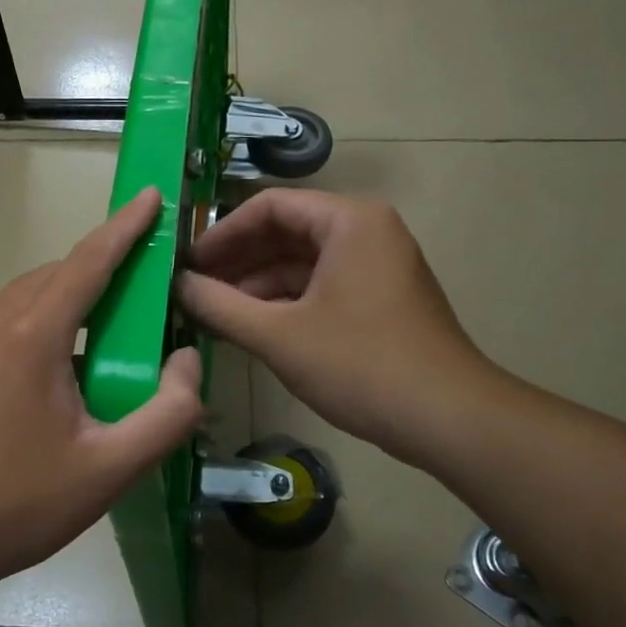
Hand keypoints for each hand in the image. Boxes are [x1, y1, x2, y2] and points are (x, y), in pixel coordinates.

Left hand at [0, 188, 203, 587]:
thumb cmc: (15, 505)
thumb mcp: (109, 470)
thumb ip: (168, 413)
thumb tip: (188, 362)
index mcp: (30, 334)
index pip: (89, 261)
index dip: (126, 226)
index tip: (152, 196)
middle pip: (57, 277)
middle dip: (102, 274)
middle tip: (141, 301)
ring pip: (26, 299)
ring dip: (68, 306)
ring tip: (98, 348)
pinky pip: (1, 324)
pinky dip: (36, 327)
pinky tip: (48, 378)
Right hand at [175, 190, 499, 464]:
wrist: (448, 419)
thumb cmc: (360, 365)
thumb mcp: (278, 335)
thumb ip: (219, 306)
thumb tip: (177, 284)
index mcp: (349, 220)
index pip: (269, 206)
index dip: (222, 233)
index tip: (188, 262)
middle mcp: (366, 230)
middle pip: (286, 232)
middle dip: (238, 261)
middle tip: (193, 287)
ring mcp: (377, 264)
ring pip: (302, 262)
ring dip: (257, 285)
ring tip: (213, 311)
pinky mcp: (379, 297)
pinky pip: (321, 285)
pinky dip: (285, 302)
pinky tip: (251, 326)